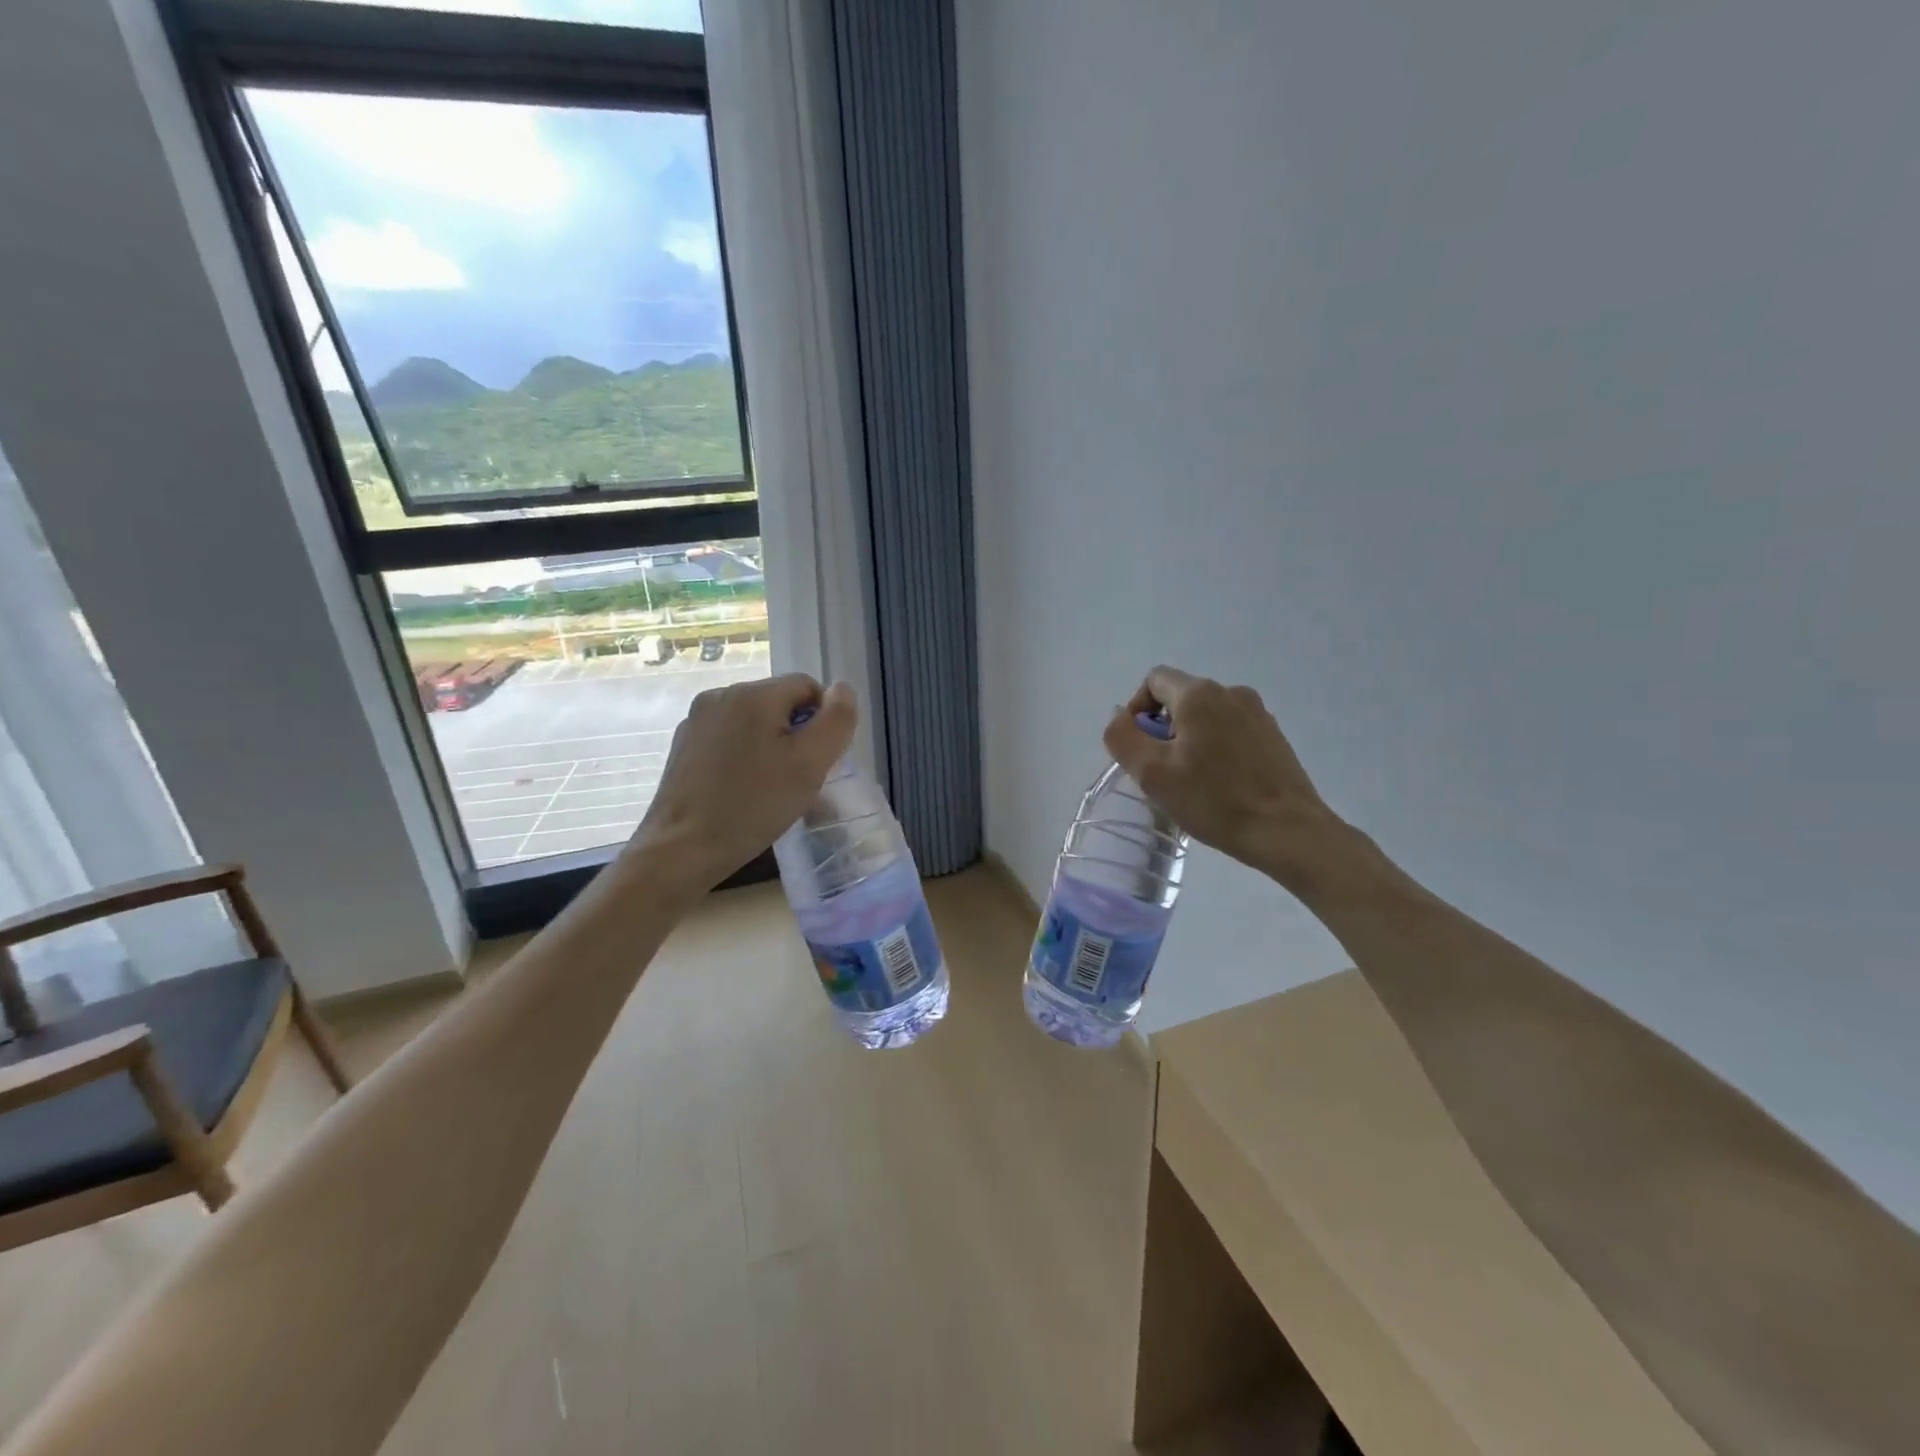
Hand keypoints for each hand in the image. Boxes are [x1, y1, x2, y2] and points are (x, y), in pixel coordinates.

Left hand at [631, 673, 856, 889]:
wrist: (682, 849)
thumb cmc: (754, 805)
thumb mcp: (811, 763)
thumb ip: (837, 720)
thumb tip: (842, 689)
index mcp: (753, 694)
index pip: (808, 687)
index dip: (823, 721)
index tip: (818, 761)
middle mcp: (721, 695)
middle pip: (779, 702)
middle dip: (796, 734)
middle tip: (798, 778)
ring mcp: (697, 720)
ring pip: (754, 722)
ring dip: (771, 745)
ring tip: (771, 787)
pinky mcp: (683, 745)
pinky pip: (729, 738)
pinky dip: (745, 756)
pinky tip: (742, 790)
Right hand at [1103, 666, 1353, 894]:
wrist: (1288, 831)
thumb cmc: (1214, 800)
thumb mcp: (1152, 773)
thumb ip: (1123, 737)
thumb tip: (1120, 717)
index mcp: (1199, 694)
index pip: (1154, 680)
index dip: (1137, 710)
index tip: (1138, 748)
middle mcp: (1231, 692)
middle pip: (1181, 698)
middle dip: (1163, 729)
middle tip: (1162, 772)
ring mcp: (1258, 714)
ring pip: (1207, 717)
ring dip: (1190, 740)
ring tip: (1191, 782)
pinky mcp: (1274, 737)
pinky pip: (1231, 732)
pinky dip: (1216, 749)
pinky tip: (1220, 785)